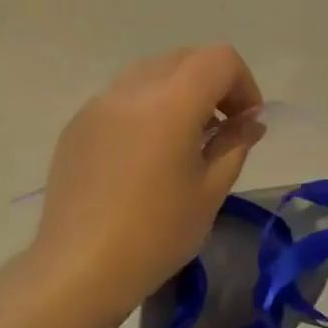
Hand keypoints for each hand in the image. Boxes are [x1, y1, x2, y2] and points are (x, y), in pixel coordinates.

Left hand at [33, 45, 264, 314]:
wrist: (80, 269)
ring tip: (183, 141)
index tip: (246, 122)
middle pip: (185, 58)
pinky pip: (122, 97)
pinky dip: (147, 108)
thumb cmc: (156, 233)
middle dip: (213, 84)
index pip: (218, 59)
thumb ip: (235, 144)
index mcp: (170, 103)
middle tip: (221, 129)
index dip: (244, 83)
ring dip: (179, 92)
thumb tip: (250, 121)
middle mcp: (131, 90)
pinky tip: (146, 155)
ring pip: (151, 73)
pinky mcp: (77, 125)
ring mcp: (98, 104)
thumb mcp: (210, 190)